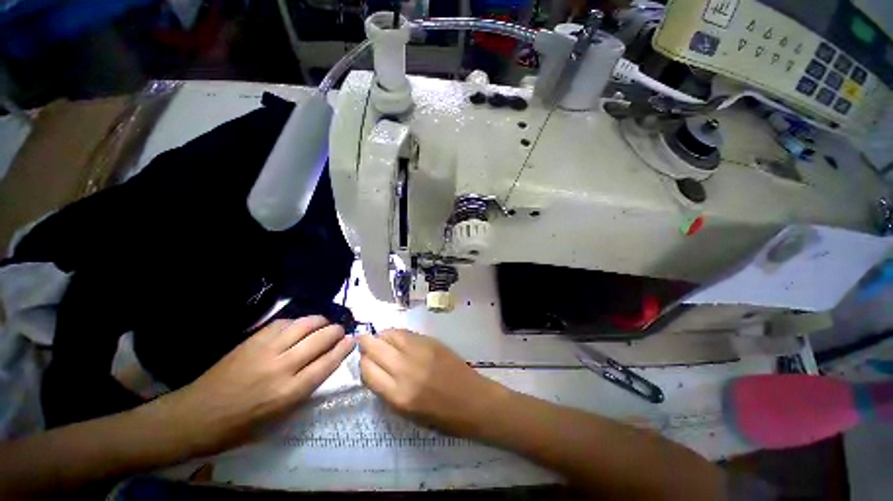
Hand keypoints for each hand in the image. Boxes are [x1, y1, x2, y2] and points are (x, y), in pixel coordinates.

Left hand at [157, 316, 353, 455]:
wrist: (195, 416)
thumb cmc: (239, 426)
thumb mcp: (277, 419)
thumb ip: (302, 391)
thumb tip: (322, 367)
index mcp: (288, 393)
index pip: (326, 363)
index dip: (342, 349)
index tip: (352, 340)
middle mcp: (281, 368)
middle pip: (319, 340)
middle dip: (335, 332)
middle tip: (341, 330)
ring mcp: (265, 351)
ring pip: (303, 326)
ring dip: (320, 321)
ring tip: (326, 322)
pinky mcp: (252, 341)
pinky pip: (282, 323)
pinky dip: (297, 322)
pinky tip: (300, 325)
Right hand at [358, 329, 506, 437]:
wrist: (473, 401)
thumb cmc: (441, 416)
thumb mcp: (407, 413)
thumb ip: (388, 390)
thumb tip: (376, 369)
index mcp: (398, 396)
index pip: (367, 372)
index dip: (362, 364)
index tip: (364, 362)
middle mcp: (405, 371)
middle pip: (375, 349)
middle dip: (366, 345)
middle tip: (364, 343)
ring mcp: (419, 353)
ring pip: (390, 335)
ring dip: (381, 336)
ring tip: (381, 339)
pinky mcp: (431, 342)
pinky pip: (406, 333)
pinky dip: (397, 334)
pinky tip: (397, 337)